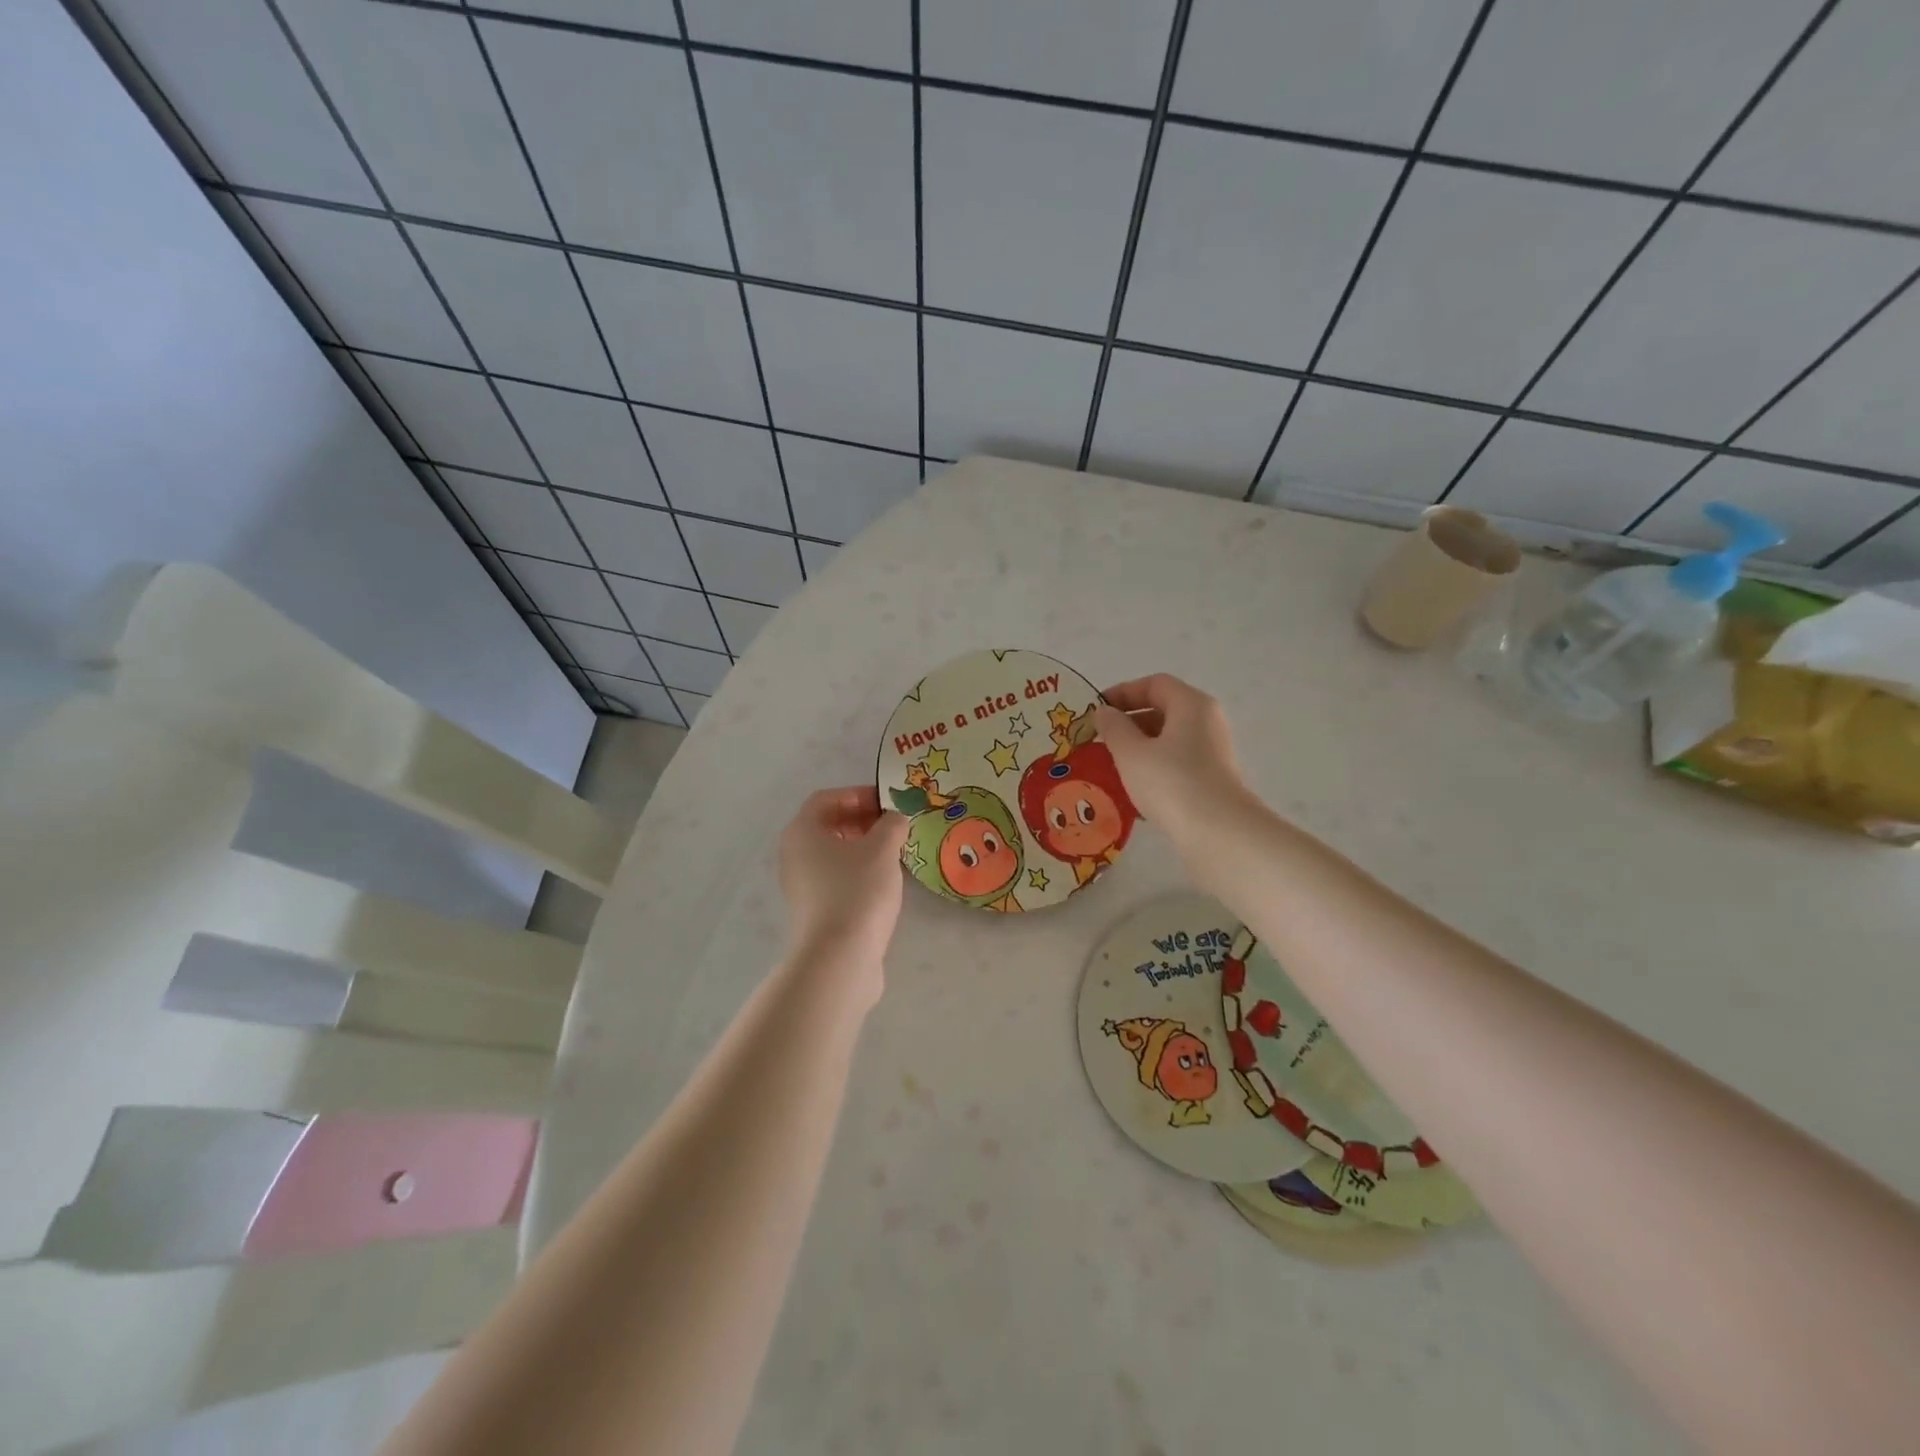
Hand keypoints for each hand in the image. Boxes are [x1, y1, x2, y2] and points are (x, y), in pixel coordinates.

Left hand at [777, 786, 909, 986]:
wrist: (839, 959)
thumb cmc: (857, 891)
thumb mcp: (882, 849)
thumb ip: (892, 825)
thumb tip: (895, 819)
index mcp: (802, 832)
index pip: (826, 798)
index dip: (857, 794)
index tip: (887, 803)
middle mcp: (794, 855)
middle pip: (828, 826)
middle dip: (862, 820)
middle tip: (894, 827)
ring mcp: (801, 886)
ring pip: (833, 854)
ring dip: (863, 848)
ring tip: (895, 853)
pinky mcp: (814, 911)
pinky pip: (836, 879)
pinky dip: (859, 872)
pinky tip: (885, 882)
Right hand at [1091, 674, 1250, 847]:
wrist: (1218, 834)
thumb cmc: (1171, 783)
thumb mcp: (1131, 752)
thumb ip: (1113, 727)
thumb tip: (1105, 712)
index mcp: (1191, 705)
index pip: (1155, 684)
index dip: (1123, 692)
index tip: (1096, 710)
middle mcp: (1206, 723)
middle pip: (1163, 711)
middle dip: (1128, 723)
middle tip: (1099, 740)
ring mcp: (1212, 754)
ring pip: (1168, 742)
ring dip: (1137, 750)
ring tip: (1109, 768)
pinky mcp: (1211, 782)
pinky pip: (1175, 766)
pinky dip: (1152, 772)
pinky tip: (1130, 793)